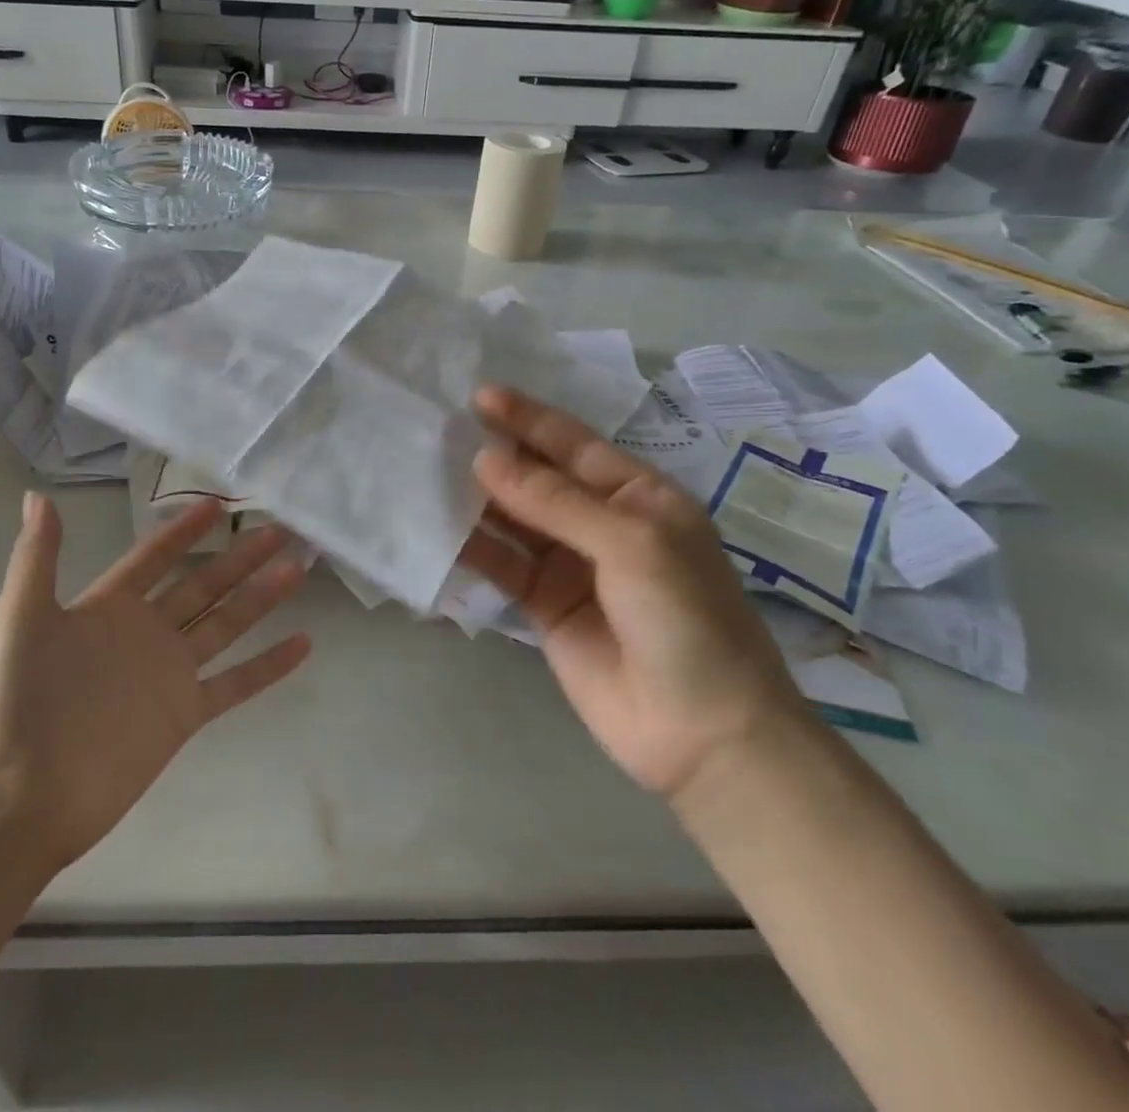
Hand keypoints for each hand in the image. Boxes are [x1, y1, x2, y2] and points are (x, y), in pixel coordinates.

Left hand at [0, 493, 310, 871]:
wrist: (27, 795)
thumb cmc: (20, 702)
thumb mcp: (21, 620)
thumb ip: (36, 559)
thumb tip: (37, 498)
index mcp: (110, 607)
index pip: (155, 557)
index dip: (184, 530)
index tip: (218, 504)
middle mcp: (146, 632)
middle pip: (203, 584)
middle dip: (240, 557)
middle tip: (279, 529)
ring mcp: (169, 673)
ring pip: (227, 624)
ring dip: (262, 597)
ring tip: (297, 569)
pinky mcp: (185, 713)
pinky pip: (235, 684)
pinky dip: (269, 665)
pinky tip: (304, 644)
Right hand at [459, 387, 806, 800]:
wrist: (702, 733)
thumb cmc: (684, 619)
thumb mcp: (630, 544)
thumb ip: (555, 501)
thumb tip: (485, 459)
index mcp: (638, 496)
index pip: (574, 444)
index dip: (528, 419)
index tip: (479, 396)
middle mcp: (602, 523)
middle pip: (539, 478)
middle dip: (496, 455)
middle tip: (440, 431)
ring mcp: (570, 565)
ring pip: (514, 520)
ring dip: (477, 499)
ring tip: (427, 472)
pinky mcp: (544, 605)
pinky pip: (502, 565)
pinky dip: (472, 548)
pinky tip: (438, 530)